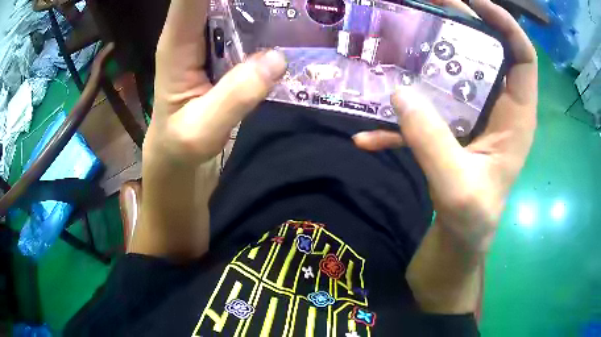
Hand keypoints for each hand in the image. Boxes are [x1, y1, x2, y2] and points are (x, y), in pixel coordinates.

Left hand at [133, 0, 285, 259]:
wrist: (177, 165)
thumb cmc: (178, 151)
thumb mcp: (200, 132)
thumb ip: (234, 97)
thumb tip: (277, 59)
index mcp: (176, 45)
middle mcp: (192, 35)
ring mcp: (211, 43)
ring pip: (233, 5)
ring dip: (259, 2)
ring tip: (294, 3)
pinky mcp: (225, 55)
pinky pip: (247, 26)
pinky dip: (267, 18)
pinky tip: (290, 20)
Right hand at [353, 0, 537, 251]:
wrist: (461, 239)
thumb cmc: (473, 219)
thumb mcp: (457, 187)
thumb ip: (431, 143)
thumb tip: (398, 94)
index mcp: (516, 116)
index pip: (523, 56)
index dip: (505, 24)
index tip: (473, 1)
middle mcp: (498, 107)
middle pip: (488, 51)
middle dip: (462, 23)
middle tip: (429, 5)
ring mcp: (474, 115)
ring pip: (457, 72)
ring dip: (429, 57)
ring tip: (399, 41)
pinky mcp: (452, 128)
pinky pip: (429, 111)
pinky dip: (401, 120)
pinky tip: (368, 138)